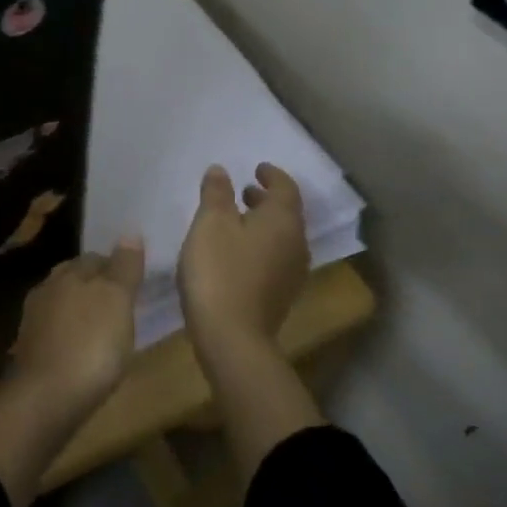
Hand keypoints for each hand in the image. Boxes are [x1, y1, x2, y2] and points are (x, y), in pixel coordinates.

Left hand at [0, 240, 144, 506]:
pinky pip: (56, 333)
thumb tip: (130, 232)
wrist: (45, 399)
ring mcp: (34, 320)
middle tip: (122, 304)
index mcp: (69, 272)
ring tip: (105, 329)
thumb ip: (124, 268)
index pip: (95, 257)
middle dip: (96, 287)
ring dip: (81, 313)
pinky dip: (70, 336)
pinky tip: (82, 352)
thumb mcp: (117, 302)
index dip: (116, 266)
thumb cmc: (90, 345)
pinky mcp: (30, 351)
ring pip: (63, 305)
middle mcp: (47, 288)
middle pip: (76, 279)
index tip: (134, 280)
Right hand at [177, 163, 308, 361]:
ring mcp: (291, 273)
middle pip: (286, 213)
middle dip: (266, 199)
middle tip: (243, 190)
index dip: (272, 175)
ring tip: (235, 218)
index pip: (286, 188)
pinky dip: (259, 244)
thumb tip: (221, 170)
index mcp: (283, 221)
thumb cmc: (220, 270)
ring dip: (262, 223)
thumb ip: (216, 193)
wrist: (232, 338)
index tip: (257, 168)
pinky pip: (274, 257)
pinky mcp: (280, 296)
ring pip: (281, 237)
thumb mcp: (210, 223)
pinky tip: (235, 250)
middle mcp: (295, 244)